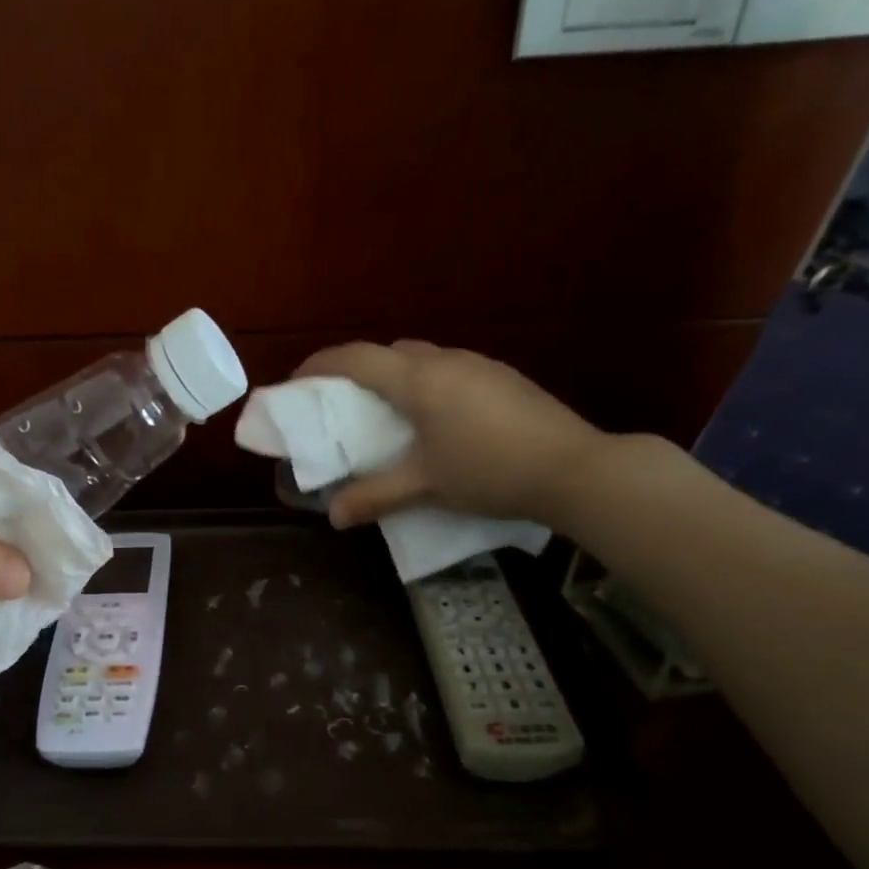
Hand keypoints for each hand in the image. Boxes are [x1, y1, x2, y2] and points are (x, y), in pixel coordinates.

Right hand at [292, 340, 608, 529]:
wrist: (573, 469)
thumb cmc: (488, 471)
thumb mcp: (425, 487)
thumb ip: (375, 496)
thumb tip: (333, 515)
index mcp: (419, 379)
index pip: (356, 358)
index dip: (319, 365)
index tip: (296, 382)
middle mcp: (446, 360)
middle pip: (389, 352)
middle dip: (357, 371)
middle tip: (341, 405)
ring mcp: (480, 365)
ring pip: (422, 360)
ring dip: (395, 379)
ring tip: (386, 416)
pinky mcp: (503, 379)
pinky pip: (449, 372)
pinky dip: (426, 387)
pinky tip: (434, 423)